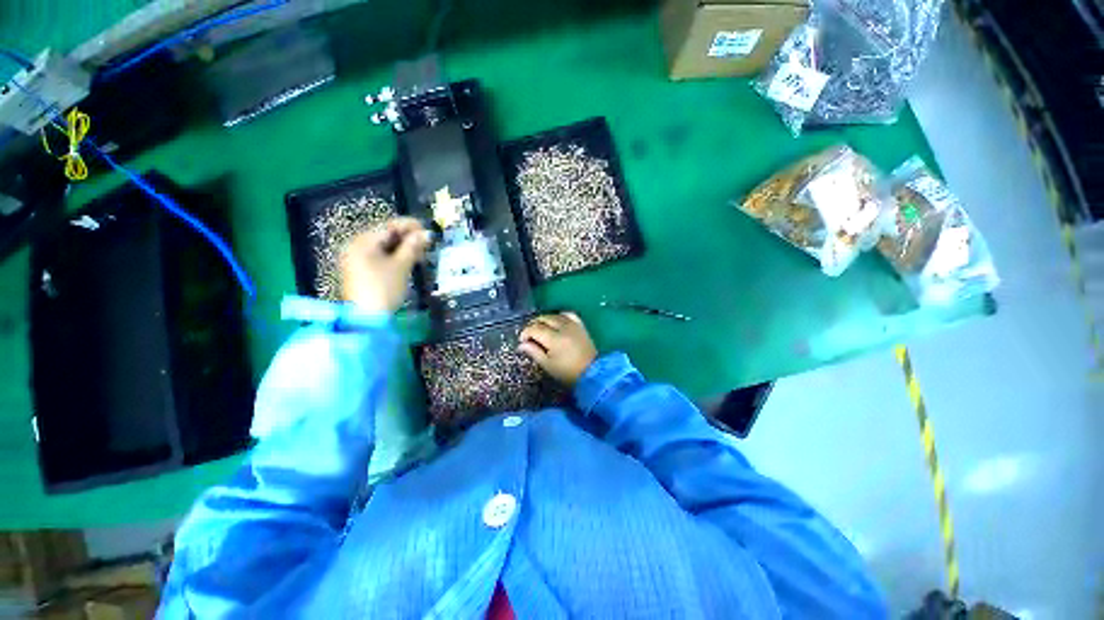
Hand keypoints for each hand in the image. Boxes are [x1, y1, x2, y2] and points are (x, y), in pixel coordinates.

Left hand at [340, 217, 430, 312]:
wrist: (367, 318)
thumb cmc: (384, 288)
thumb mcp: (401, 266)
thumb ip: (413, 247)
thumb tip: (425, 233)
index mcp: (362, 242)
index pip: (388, 226)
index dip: (409, 226)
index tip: (427, 228)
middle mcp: (355, 246)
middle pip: (384, 235)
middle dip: (407, 237)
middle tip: (426, 242)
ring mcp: (356, 259)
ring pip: (383, 247)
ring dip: (403, 248)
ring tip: (421, 251)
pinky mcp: (360, 271)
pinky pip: (379, 257)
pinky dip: (394, 256)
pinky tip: (409, 260)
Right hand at [518, 312, 597, 385]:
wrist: (592, 373)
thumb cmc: (568, 372)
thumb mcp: (548, 365)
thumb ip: (534, 352)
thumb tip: (522, 344)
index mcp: (554, 338)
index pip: (534, 328)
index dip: (525, 332)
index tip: (522, 340)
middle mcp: (563, 327)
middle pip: (543, 318)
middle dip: (533, 325)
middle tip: (530, 335)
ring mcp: (573, 325)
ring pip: (554, 315)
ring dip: (545, 320)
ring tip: (541, 329)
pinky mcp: (580, 325)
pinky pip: (568, 314)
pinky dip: (560, 316)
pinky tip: (557, 322)